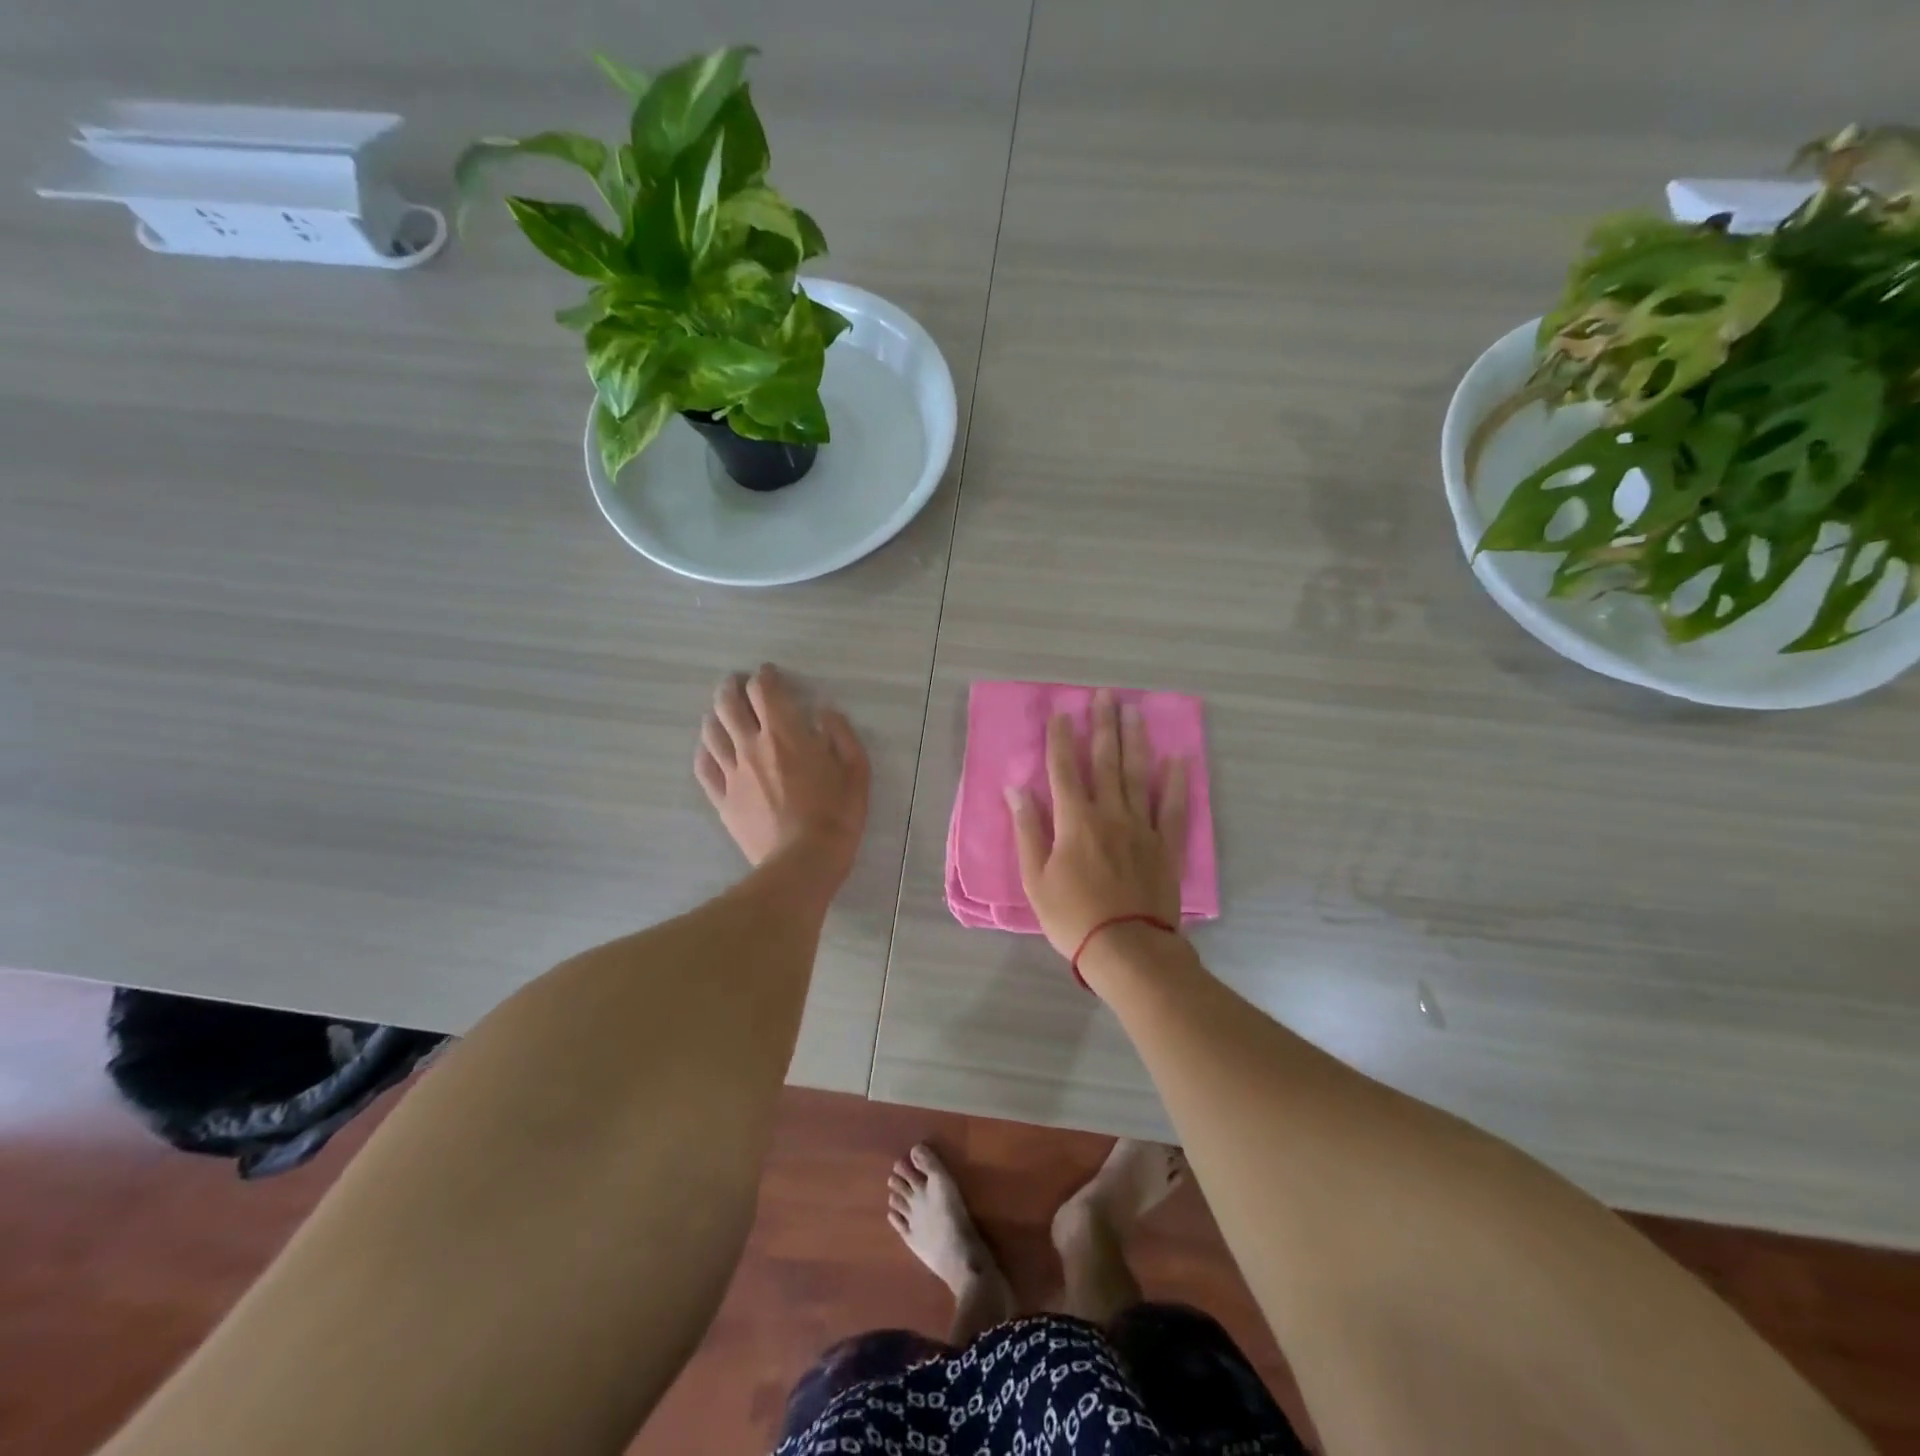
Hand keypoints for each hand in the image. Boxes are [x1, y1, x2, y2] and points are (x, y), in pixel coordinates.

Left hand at [695, 664, 869, 894]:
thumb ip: (841, 735)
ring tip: (723, 712)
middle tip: (739, 684)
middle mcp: (752, 745)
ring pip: (711, 731)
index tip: (770, 674)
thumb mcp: (856, 771)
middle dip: (732, 687)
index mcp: (785, 734)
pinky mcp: (723, 799)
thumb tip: (824, 713)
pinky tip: (711, 748)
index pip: (764, 690)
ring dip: (716, 714)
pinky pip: (704, 767)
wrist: (803, 863)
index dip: (765, 676)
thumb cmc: (836, 816)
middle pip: (728, 704)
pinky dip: (705, 750)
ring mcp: (732, 773)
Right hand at [1008, 689, 1188, 961]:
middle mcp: (1111, 814)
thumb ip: (1027, 830)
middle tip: (1105, 696)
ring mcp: (1143, 828)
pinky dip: (1176, 782)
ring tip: (1135, 712)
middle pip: (1106, 762)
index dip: (1061, 740)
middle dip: (1103, 727)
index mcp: (1075, 821)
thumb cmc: (1072, 917)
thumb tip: (1016, 789)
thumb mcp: (1035, 879)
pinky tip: (1178, 759)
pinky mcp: (1166, 846)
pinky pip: (1174, 808)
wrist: (1127, 949)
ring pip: (1139, 775)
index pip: (1064, 770)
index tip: (1061, 713)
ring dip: (1135, 741)